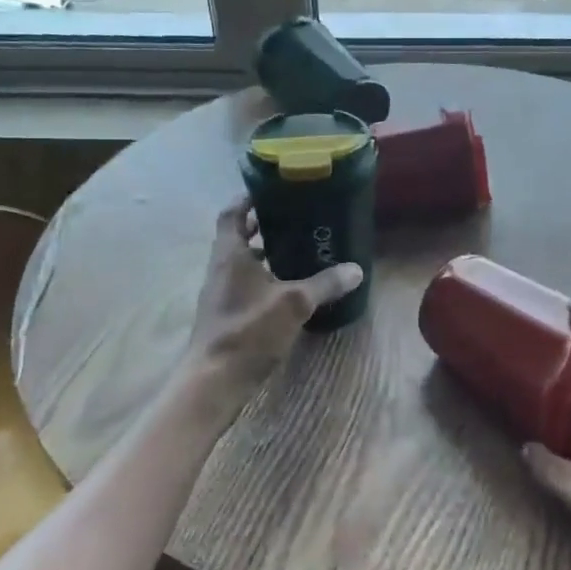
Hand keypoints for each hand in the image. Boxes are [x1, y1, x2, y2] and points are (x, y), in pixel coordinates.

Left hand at [178, 200, 362, 417]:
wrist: (214, 380)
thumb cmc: (249, 330)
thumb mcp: (294, 304)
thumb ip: (325, 284)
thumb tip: (356, 269)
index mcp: (229, 254)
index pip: (232, 213)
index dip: (247, 198)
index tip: (269, 189)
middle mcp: (220, 268)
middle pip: (236, 237)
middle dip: (260, 226)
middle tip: (292, 218)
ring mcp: (219, 294)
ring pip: (240, 263)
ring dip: (262, 254)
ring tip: (295, 249)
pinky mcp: (225, 316)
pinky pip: (243, 285)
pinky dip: (262, 279)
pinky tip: (287, 289)